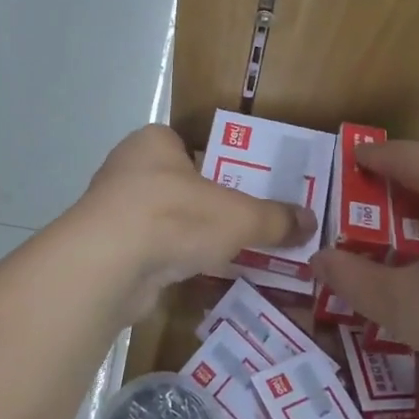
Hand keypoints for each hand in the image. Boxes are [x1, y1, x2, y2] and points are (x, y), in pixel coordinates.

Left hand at [74, 125, 315, 318]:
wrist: (108, 265)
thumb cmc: (174, 217)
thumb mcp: (240, 216)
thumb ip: (276, 219)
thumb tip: (311, 223)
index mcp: (154, 143)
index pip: (190, 146)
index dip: (219, 166)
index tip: (244, 190)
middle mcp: (128, 168)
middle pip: (179, 185)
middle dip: (208, 207)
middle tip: (244, 225)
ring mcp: (113, 210)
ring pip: (164, 220)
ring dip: (188, 237)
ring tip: (226, 255)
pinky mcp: (107, 249)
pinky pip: (149, 250)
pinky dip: (170, 262)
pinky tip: (194, 276)